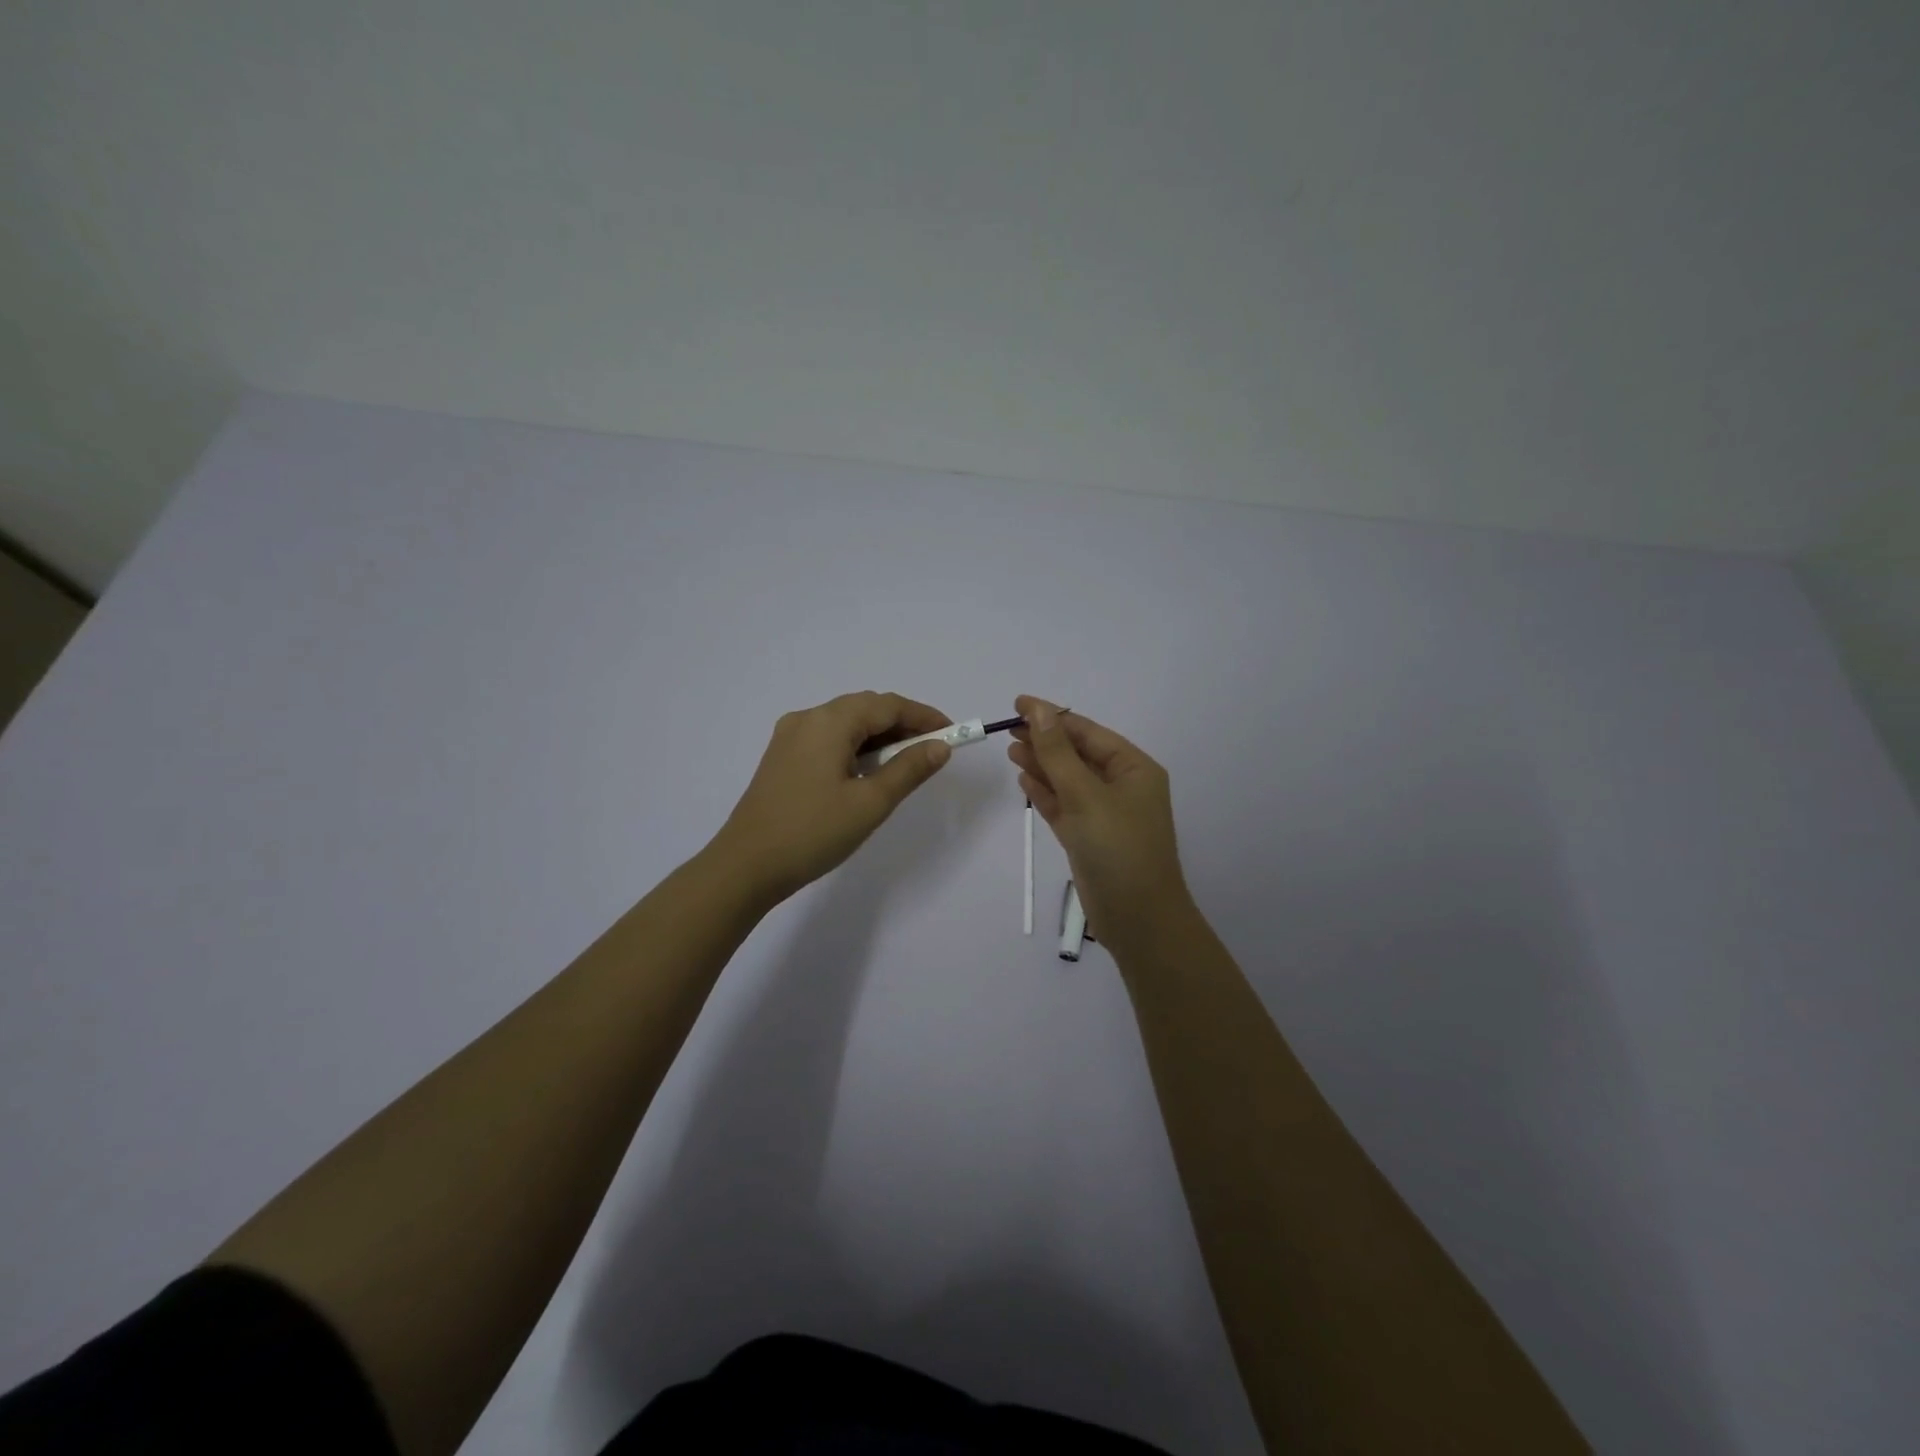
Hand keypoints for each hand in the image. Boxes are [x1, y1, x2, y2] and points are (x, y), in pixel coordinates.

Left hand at [710, 691, 954, 905]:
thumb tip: (939, 747)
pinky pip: (827, 739)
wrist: (745, 867)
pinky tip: (866, 772)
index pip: (887, 705)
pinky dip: (855, 747)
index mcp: (829, 722)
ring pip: (845, 723)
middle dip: (902, 725)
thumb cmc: (812, 832)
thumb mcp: (870, 803)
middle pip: (865, 708)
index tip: (952, 734)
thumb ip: (909, 769)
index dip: (923, 716)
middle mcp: (807, 718)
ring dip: (879, 737)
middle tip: (932, 751)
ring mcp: (789, 737)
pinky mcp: (781, 758)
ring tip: (904, 764)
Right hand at [1008, 696, 1195, 957]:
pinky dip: (1045, 792)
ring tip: (1010, 749)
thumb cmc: (1118, 849)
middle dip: (1045, 739)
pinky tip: (1024, 778)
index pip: (1087, 731)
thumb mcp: (1087, 795)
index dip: (1052, 716)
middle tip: (1008, 728)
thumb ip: (1058, 753)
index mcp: (1133, 768)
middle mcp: (1121, 786)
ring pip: (1067, 779)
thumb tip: (1038, 710)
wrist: (1138, 919)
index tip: (1017, 704)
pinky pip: (1064, 805)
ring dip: (1041, 764)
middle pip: (1076, 753)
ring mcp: (1104, 813)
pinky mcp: (1088, 837)